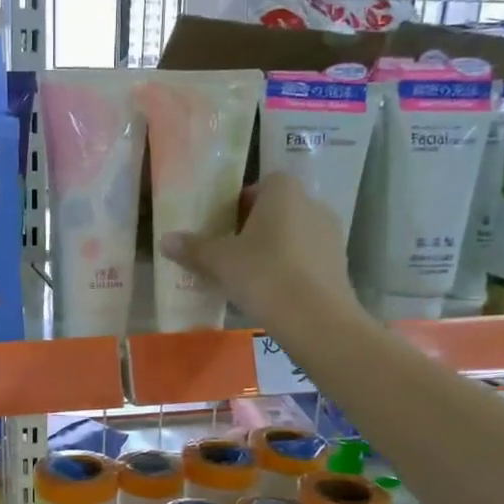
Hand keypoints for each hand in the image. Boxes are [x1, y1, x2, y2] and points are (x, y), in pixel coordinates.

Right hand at [160, 172, 352, 326]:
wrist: (316, 319)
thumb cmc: (264, 275)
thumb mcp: (220, 262)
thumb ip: (193, 248)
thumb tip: (165, 240)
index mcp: (283, 192)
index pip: (260, 185)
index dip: (239, 203)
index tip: (222, 227)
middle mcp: (312, 204)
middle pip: (277, 210)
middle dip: (254, 228)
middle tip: (229, 253)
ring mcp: (330, 235)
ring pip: (293, 235)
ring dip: (273, 250)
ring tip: (249, 277)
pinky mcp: (339, 264)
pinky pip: (306, 259)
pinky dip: (290, 269)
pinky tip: (272, 293)